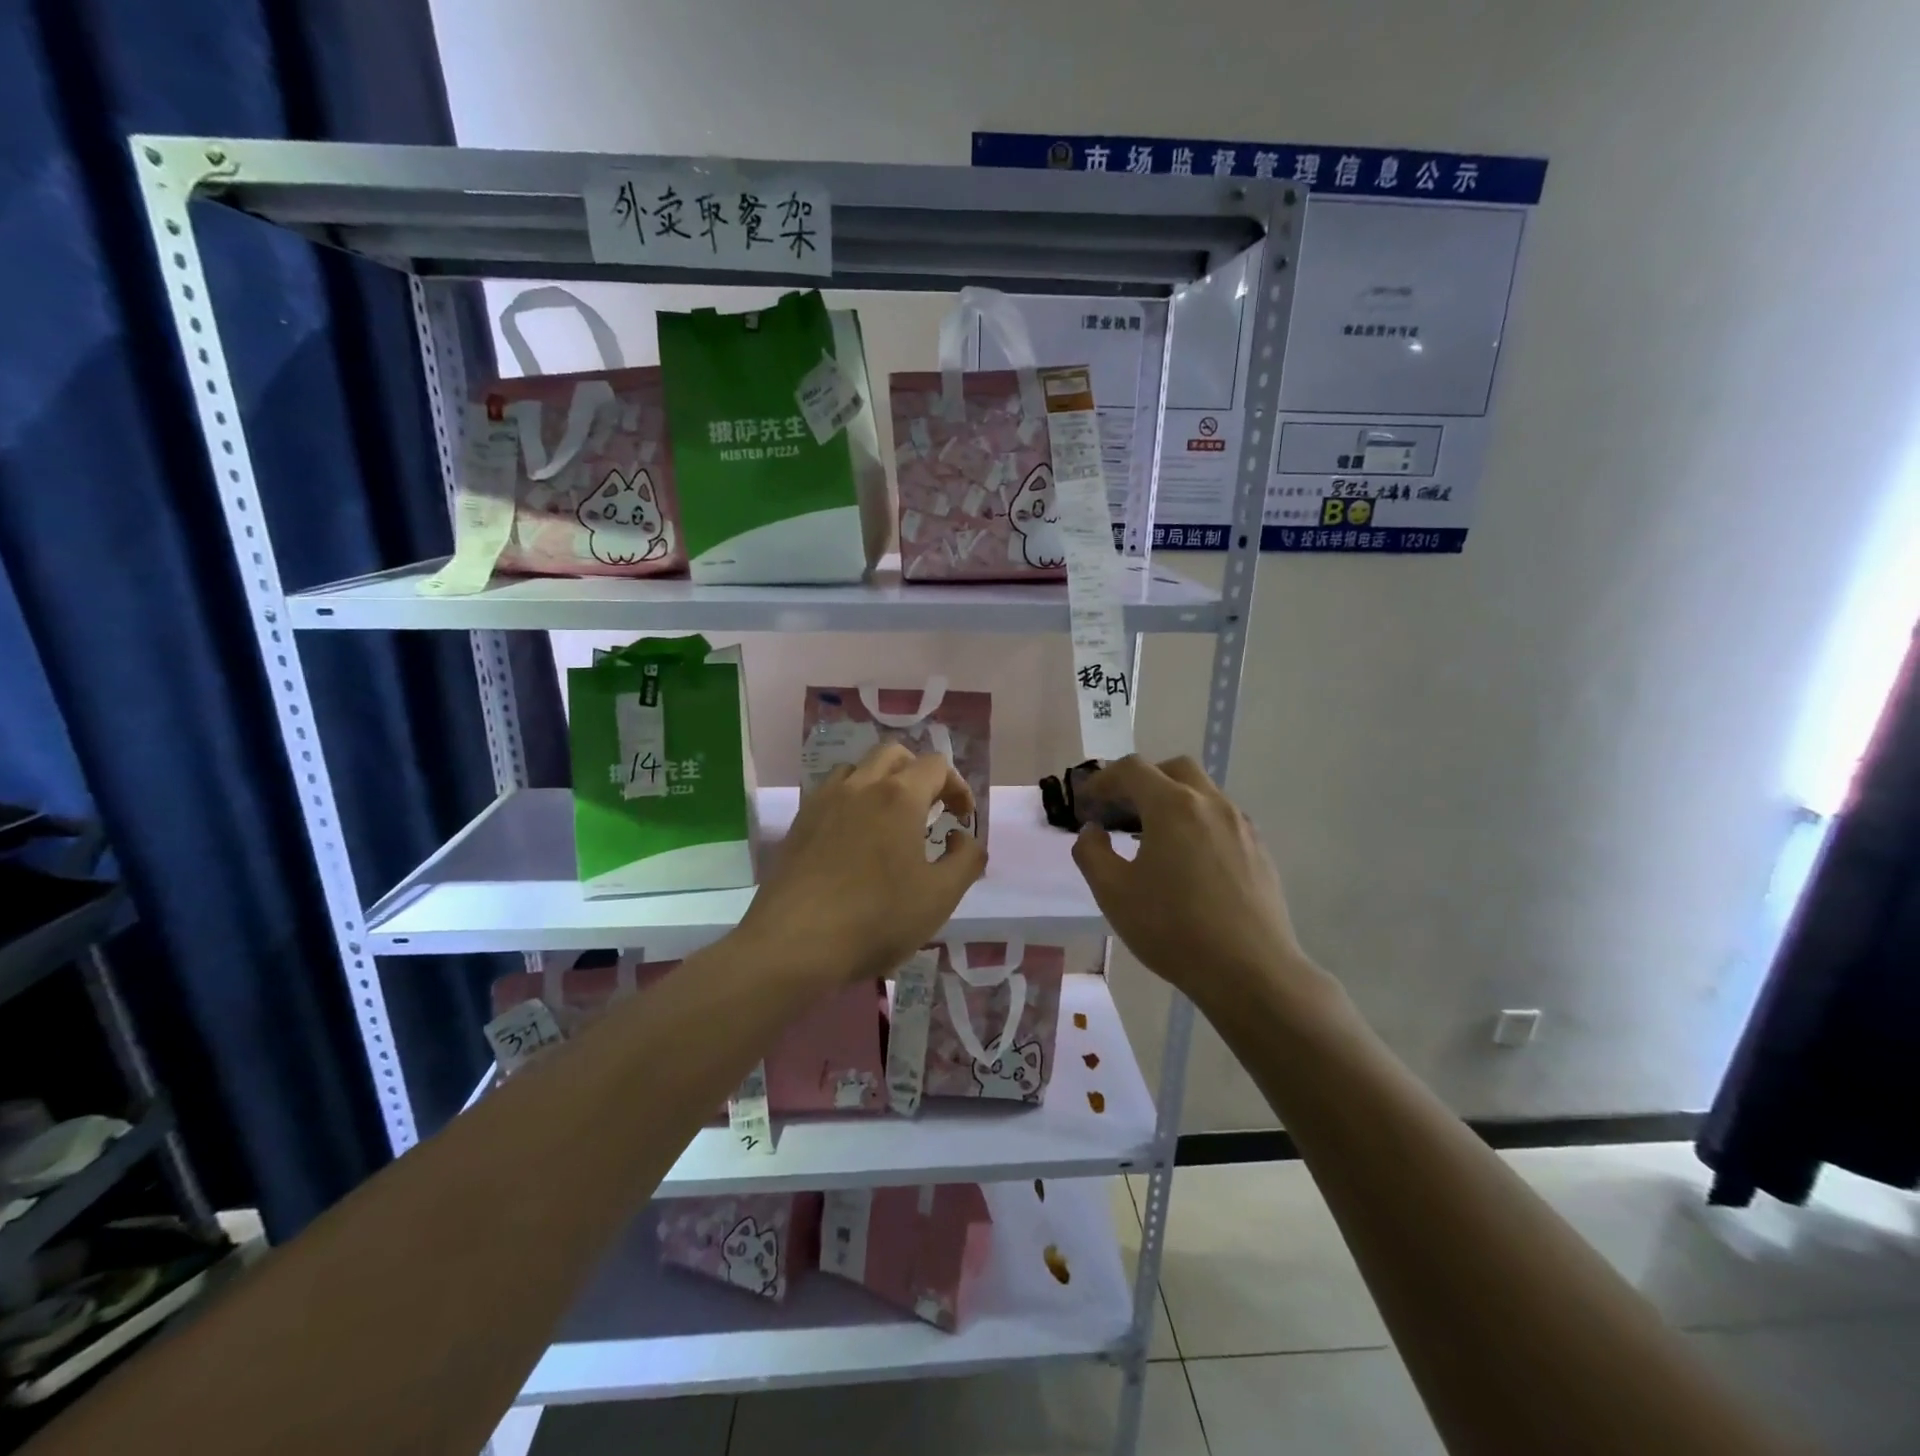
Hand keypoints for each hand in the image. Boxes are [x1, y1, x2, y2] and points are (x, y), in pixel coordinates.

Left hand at [739, 743, 986, 985]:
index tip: (961, 819)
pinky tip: (854, 838)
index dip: (957, 786)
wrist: (794, 944)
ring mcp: (824, 801)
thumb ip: (966, 859)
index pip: (936, 765)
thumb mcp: (940, 896)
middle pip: (894, 754)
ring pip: (858, 769)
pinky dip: (852, 800)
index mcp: (899, 796)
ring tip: (890, 821)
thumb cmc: (876, 918)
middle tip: (929, 810)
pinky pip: (831, 793)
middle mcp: (860, 785)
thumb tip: (962, 837)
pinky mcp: (799, 822)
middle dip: (919, 773)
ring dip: (882, 782)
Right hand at [1072, 756, 1324, 1009]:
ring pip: (1203, 793)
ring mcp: (1241, 825)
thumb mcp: (1113, 893)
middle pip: (1173, 769)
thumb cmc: (1173, 929)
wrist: (1250, 971)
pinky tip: (1188, 863)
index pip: (1132, 769)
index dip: (1103, 780)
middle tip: (1122, 812)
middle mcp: (1211, 804)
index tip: (1087, 804)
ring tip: (1153, 840)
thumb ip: (1092, 852)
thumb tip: (1093, 831)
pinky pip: (1222, 820)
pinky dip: (1197, 823)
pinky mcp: (1259, 850)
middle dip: (1143, 781)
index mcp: (1172, 805)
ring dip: (1173, 802)